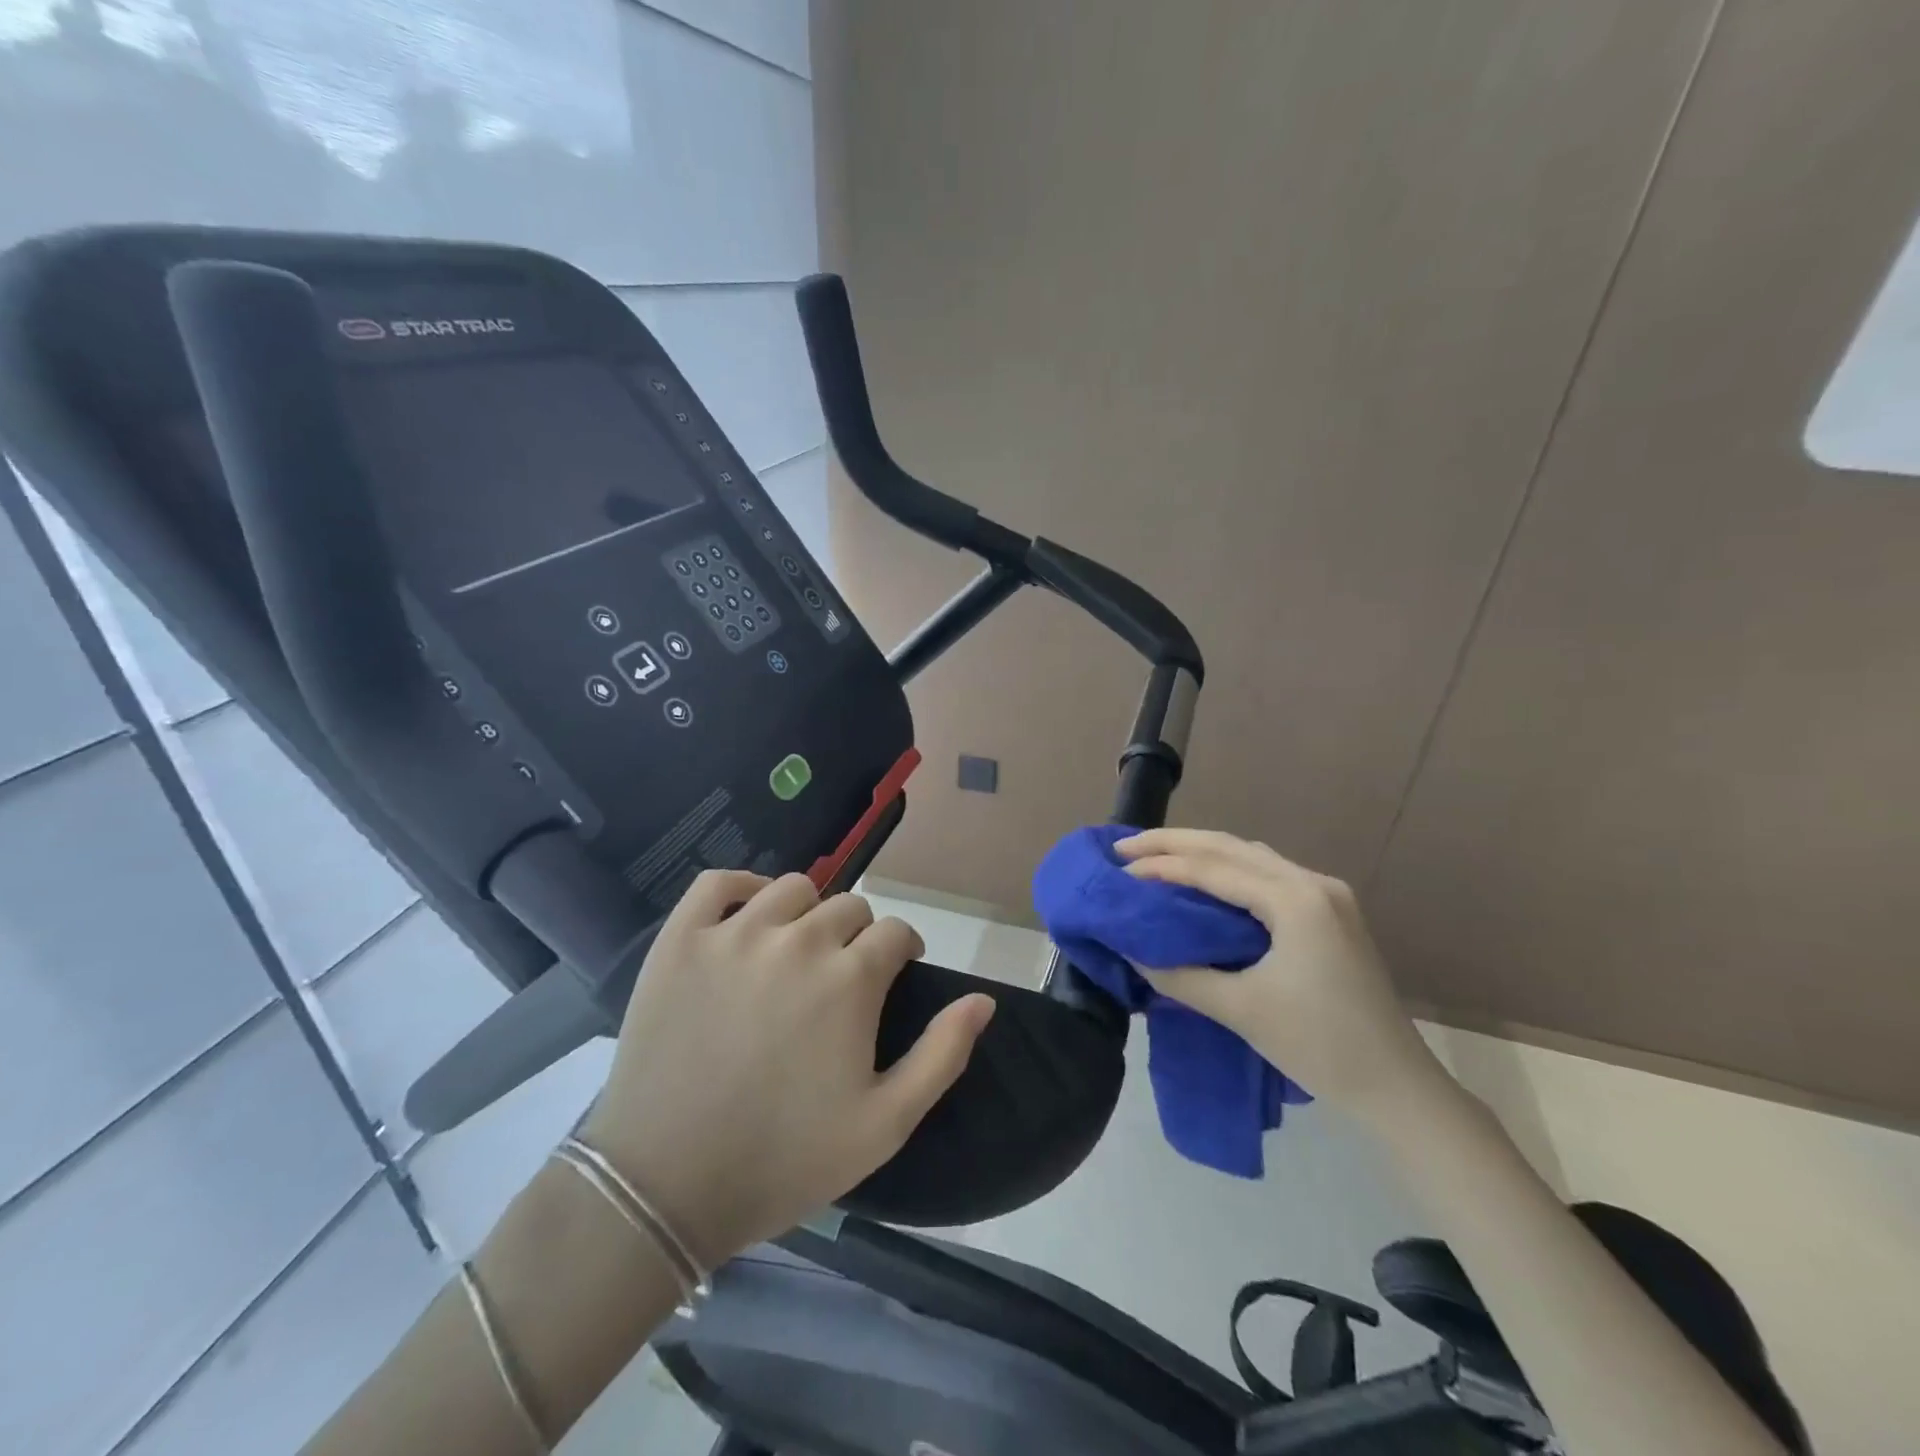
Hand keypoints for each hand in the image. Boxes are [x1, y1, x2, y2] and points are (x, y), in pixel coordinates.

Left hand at [580, 871, 994, 1266]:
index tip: (892, 979)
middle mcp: (798, 940)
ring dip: (807, 913)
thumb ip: (942, 1054)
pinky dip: (742, 887)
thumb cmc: (784, 1159)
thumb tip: (983, 1000)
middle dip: (857, 937)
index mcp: (850, 978)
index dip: (901, 953)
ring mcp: (734, 934)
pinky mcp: (681, 940)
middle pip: (849, 907)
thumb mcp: (885, 1124)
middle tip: (840, 980)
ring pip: (793, 889)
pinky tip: (749, 916)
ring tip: (796, 952)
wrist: (664, 1188)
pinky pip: (719, 882)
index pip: (895, 932)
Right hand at [1117, 829, 1447, 1126]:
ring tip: (1155, 857)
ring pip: (1250, 856)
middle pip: (1231, 847)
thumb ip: (1181, 975)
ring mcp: (1326, 895)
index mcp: (1296, 900)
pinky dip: (1227, 871)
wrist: (1398, 1086)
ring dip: (1201, 852)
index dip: (1162, 866)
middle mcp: (1313, 883)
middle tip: (1125, 847)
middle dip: (1175, 843)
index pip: (1214, 868)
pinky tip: (1202, 881)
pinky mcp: (1329, 913)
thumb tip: (1132, 952)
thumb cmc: (1320, 1046)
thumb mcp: (1241, 1011)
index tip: (1118, 870)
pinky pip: (1266, 874)